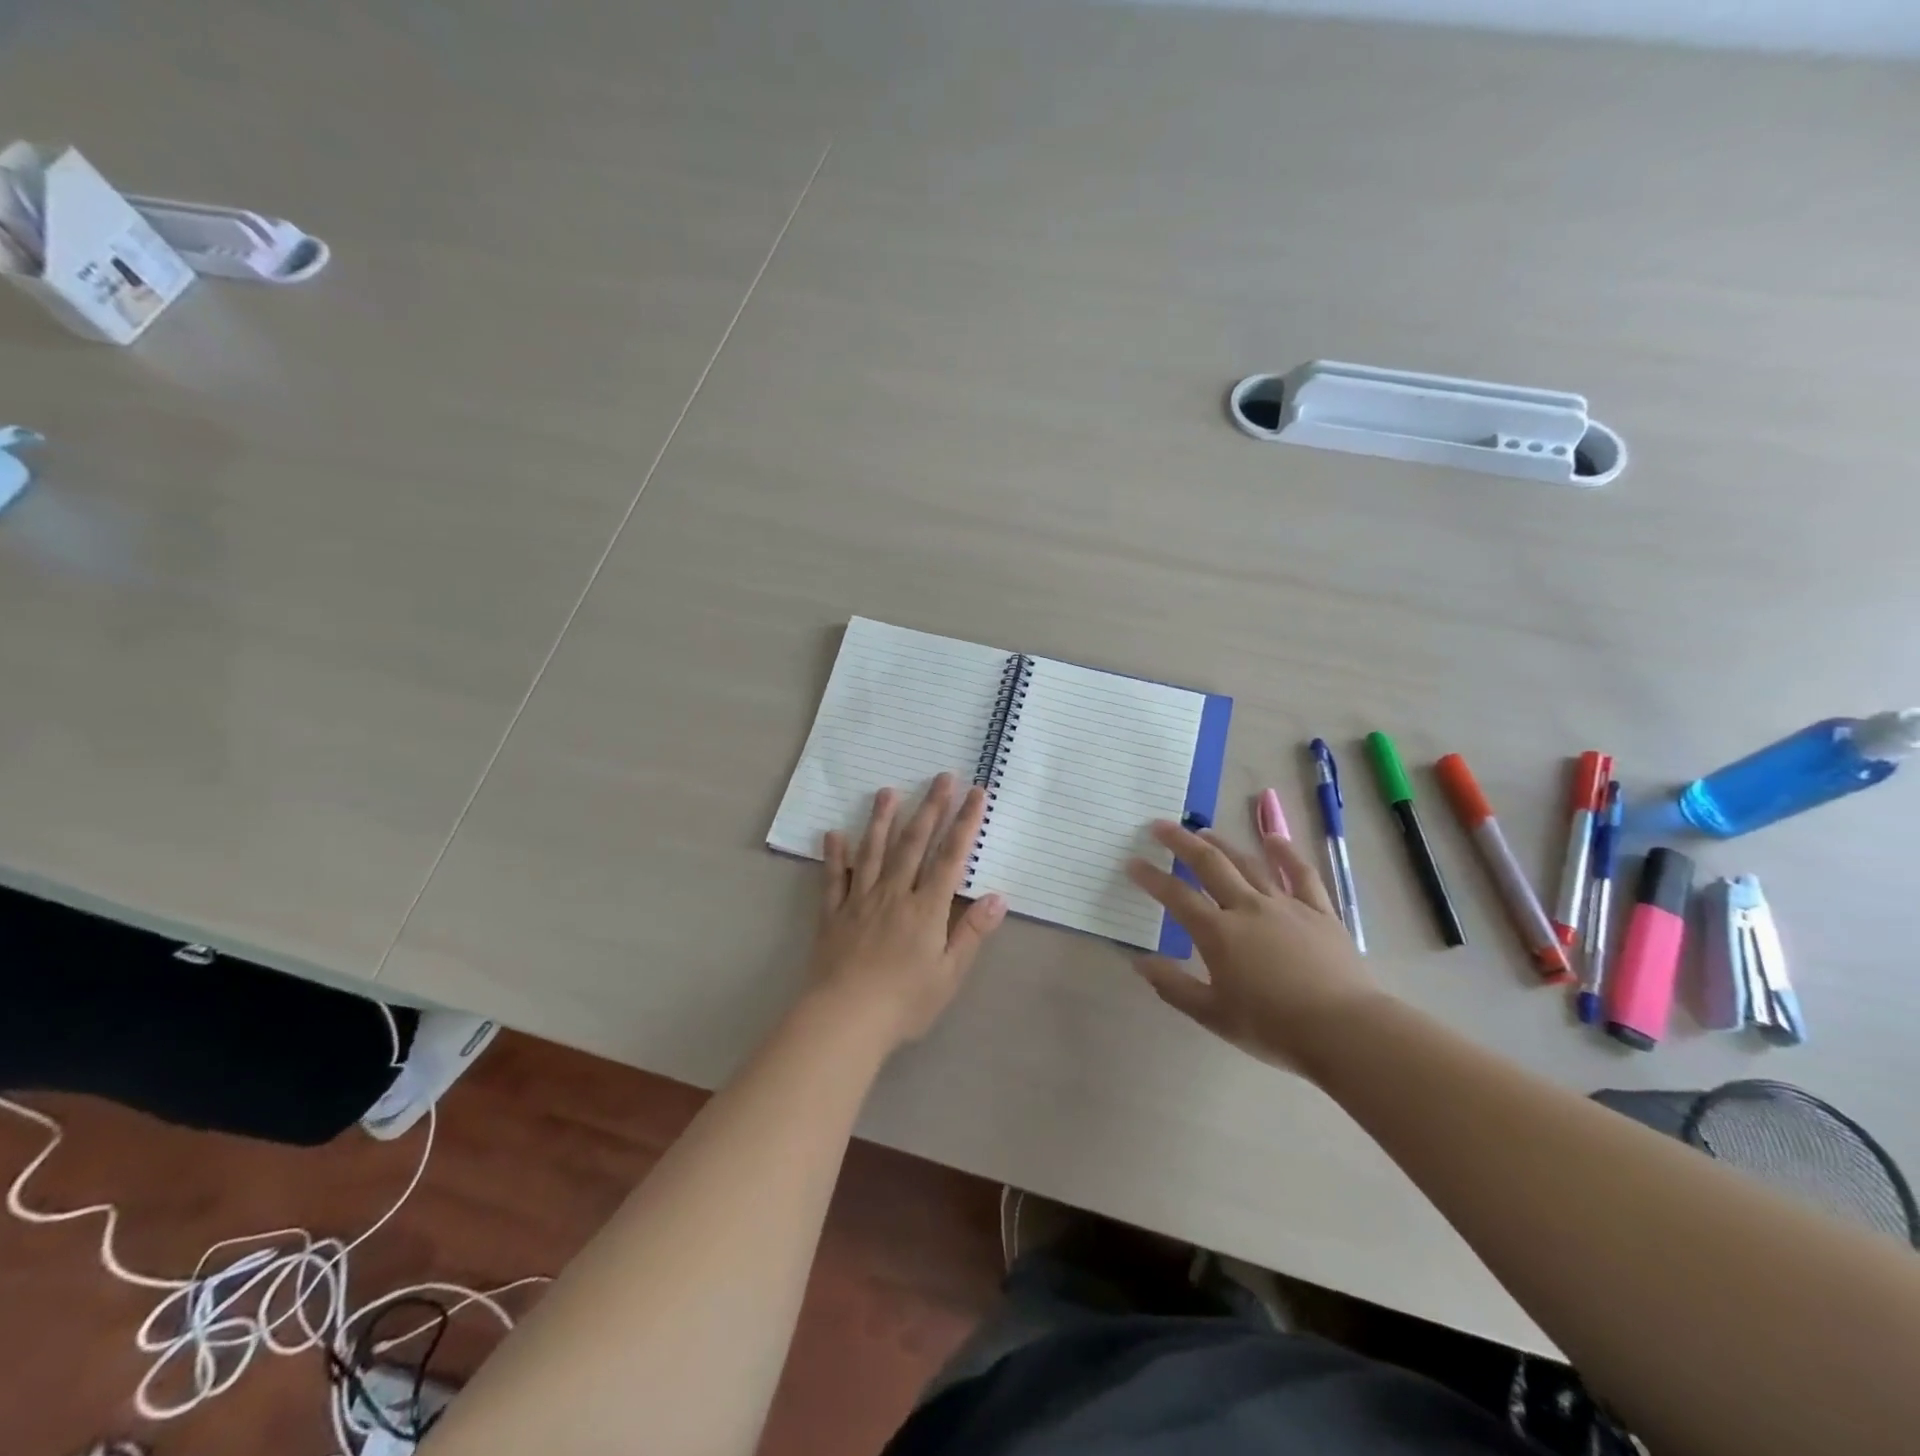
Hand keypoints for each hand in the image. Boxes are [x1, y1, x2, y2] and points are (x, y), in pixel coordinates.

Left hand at [810, 774, 1007, 1049]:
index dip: (964, 823)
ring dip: (882, 819)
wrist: (845, 1019)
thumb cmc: (904, 1001)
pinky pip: (834, 878)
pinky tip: (834, 834)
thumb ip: (972, 932)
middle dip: (929, 807)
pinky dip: (835, 855)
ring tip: (888, 791)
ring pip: (873, 851)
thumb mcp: (950, 974)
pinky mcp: (833, 914)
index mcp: (926, 908)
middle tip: (940, 776)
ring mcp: (860, 900)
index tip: (974, 793)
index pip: (950, 857)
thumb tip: (998, 896)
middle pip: (913, 843)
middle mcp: (894, 894)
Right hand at [1127, 818, 1379, 1074]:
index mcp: (1218, 934)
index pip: (1176, 896)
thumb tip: (1138, 961)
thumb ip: (1173, 986)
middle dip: (1181, 842)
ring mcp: (1285, 905)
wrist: (1345, 1030)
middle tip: (1160, 825)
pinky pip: (1300, 874)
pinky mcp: (1319, 911)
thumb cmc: (1273, 1027)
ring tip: (1204, 831)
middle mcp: (1247, 908)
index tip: (1132, 862)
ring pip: (1248, 863)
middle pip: (1209, 864)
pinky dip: (1285, 852)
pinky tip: (1273, 838)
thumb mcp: (1213, 1015)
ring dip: (1223, 844)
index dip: (1151, 877)